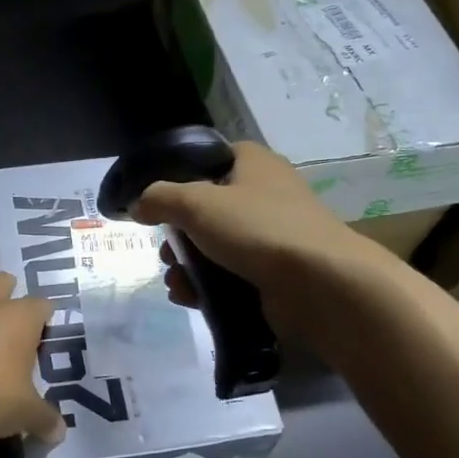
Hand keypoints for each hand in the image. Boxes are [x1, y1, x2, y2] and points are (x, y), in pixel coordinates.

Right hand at [134, 142, 372, 327]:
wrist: (321, 285)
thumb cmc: (258, 229)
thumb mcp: (197, 203)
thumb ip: (159, 198)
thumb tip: (138, 205)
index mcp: (254, 164)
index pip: (211, 158)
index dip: (181, 175)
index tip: (157, 199)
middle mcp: (265, 195)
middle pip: (207, 209)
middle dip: (178, 235)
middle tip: (166, 252)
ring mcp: (271, 237)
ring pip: (215, 247)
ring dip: (187, 266)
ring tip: (177, 282)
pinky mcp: (274, 274)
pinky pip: (230, 276)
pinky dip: (207, 287)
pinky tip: (190, 299)